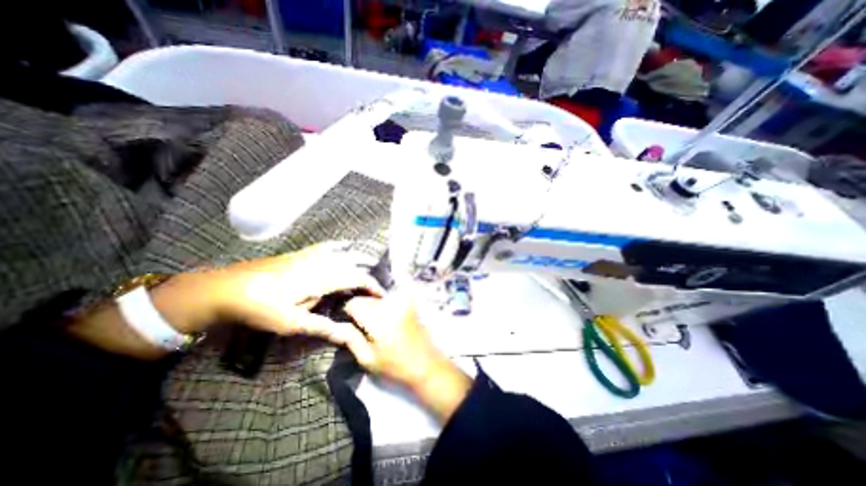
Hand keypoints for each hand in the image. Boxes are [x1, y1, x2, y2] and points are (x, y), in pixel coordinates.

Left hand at [71, 242, 383, 360]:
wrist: (226, 288)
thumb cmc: (260, 309)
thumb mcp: (292, 323)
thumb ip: (323, 326)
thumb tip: (347, 335)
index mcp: (322, 278)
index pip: (357, 278)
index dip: (372, 286)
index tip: (381, 297)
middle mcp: (322, 262)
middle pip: (354, 264)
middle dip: (369, 274)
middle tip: (376, 287)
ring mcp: (311, 255)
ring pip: (344, 253)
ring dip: (359, 260)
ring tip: (369, 267)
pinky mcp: (301, 253)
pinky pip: (327, 246)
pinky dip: (341, 247)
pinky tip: (345, 246)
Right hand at [342, 293, 469, 420]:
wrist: (426, 364)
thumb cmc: (395, 366)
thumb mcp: (367, 358)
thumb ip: (349, 338)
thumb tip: (335, 324)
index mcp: (378, 317)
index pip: (353, 303)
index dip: (346, 311)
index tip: (344, 322)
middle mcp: (390, 303)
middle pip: (366, 298)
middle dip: (359, 308)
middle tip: (358, 326)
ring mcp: (402, 301)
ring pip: (377, 298)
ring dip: (371, 307)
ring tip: (372, 325)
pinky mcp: (409, 303)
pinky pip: (389, 300)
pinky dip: (383, 307)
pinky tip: (385, 322)